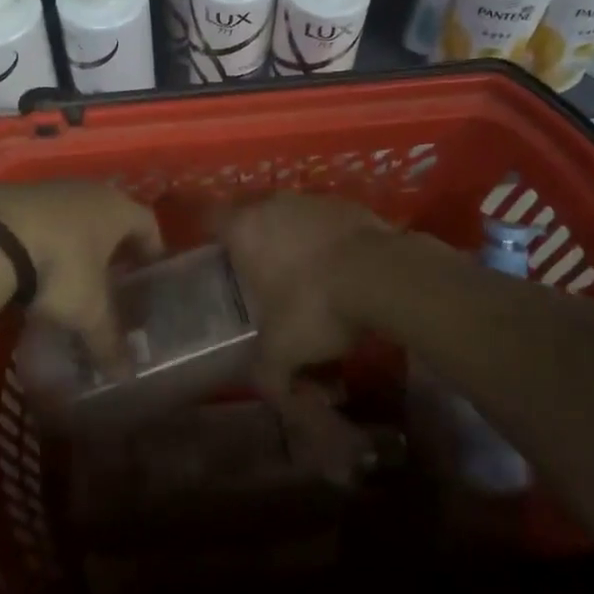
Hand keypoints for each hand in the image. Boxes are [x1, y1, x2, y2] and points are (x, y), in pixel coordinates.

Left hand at [0, 182, 161, 371]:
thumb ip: (108, 340)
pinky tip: (37, 265)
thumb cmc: (61, 265)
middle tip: (113, 277)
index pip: (149, 223)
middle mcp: (92, 191)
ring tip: (72, 274)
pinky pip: (47, 217)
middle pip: (113, 215)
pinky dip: (50, 238)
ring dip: (79, 240)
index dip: (152, 249)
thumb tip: (126, 375)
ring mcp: (55, 188)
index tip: (149, 273)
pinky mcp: (22, 194)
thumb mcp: (88, 309)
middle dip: (114, 246)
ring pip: (78, 215)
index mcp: (119, 209)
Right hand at [220, 192, 396, 395]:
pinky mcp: (347, 205)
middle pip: (254, 218)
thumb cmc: (314, 305)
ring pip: (292, 218)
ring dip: (296, 244)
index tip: (219, 263)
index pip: (212, 220)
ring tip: (311, 283)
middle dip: (258, 247)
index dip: (213, 240)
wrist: (381, 275)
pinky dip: (329, 243)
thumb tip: (272, 393)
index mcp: (245, 228)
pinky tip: (343, 275)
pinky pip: (326, 224)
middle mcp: (273, 204)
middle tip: (265, 283)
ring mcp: (312, 200)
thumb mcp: (282, 352)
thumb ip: (268, 374)